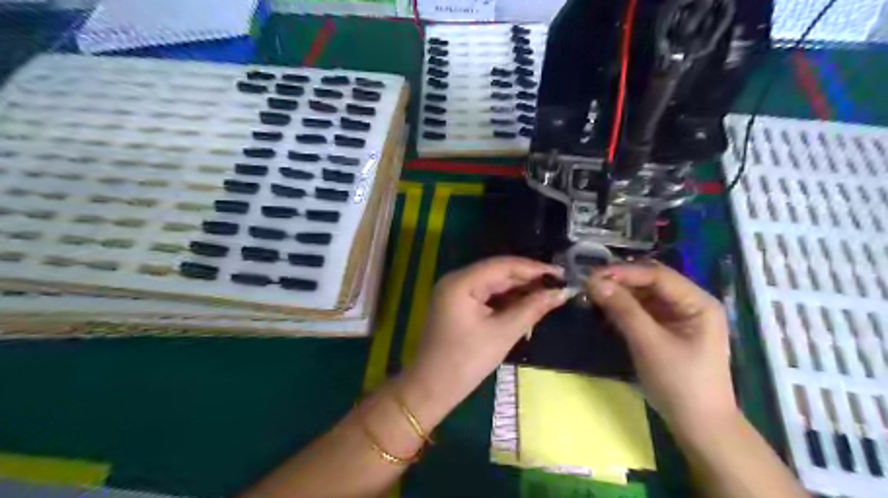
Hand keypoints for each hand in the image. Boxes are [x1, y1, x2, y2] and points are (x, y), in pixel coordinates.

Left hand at [403, 257, 568, 411]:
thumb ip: (532, 308)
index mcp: (462, 282)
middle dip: (529, 279)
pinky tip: (528, 304)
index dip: (534, 268)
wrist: (431, 389)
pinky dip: (507, 300)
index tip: (562, 274)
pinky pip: (487, 295)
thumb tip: (561, 292)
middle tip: (560, 285)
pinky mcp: (458, 305)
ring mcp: (456, 292)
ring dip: (520, 290)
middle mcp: (456, 280)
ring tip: (550, 294)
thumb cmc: (465, 362)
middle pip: (498, 272)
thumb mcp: (503, 333)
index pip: (503, 265)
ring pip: (494, 284)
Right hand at [588, 264, 735, 430]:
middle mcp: (690, 303)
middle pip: (651, 282)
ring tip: (592, 294)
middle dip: (620, 281)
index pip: (657, 275)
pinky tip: (605, 307)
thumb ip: (623, 310)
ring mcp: (679, 317)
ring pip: (645, 295)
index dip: (624, 272)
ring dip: (620, 294)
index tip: (593, 275)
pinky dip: (624, 308)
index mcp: (698, 302)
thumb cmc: (680, 383)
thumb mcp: (649, 344)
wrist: (699, 426)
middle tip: (589, 283)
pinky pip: (643, 310)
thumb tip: (594, 282)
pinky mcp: (667, 330)